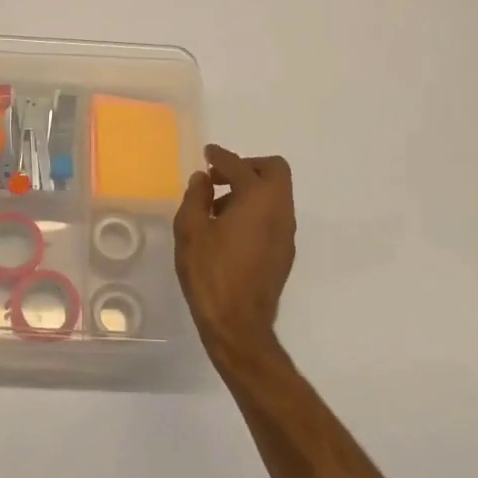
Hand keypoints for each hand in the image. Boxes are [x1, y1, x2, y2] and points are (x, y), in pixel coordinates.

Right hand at [173, 145, 296, 360]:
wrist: (238, 324)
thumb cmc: (210, 272)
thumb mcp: (190, 229)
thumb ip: (196, 197)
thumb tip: (203, 179)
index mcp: (257, 198)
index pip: (239, 164)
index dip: (220, 156)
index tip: (208, 153)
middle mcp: (279, 210)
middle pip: (274, 171)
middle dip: (247, 166)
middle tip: (219, 178)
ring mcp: (286, 232)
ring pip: (276, 194)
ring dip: (250, 189)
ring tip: (218, 208)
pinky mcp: (285, 252)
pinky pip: (273, 216)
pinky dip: (256, 210)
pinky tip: (230, 231)